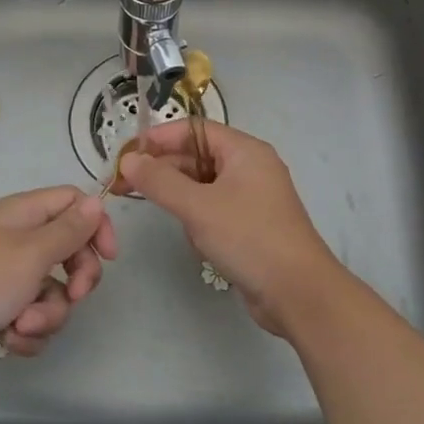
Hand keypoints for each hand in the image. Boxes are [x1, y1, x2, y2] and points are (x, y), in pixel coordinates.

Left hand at [0, 187, 117, 385]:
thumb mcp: (31, 252)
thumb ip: (69, 230)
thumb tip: (96, 202)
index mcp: (24, 215)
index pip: (74, 203)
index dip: (96, 225)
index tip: (108, 256)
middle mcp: (19, 242)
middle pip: (70, 253)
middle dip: (76, 279)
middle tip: (73, 294)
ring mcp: (9, 281)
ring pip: (55, 295)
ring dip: (48, 315)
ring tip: (22, 324)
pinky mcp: (0, 315)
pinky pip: (34, 322)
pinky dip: (26, 334)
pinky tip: (8, 340)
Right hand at [118, 121, 345, 337]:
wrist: (299, 293)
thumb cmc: (249, 238)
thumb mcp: (198, 207)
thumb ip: (160, 181)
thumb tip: (128, 160)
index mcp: (244, 150)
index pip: (194, 130)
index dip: (159, 138)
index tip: (126, 155)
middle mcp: (250, 167)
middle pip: (197, 157)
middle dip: (163, 171)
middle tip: (125, 186)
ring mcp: (252, 197)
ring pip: (203, 186)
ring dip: (182, 199)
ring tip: (167, 216)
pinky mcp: (251, 224)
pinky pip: (214, 209)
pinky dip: (199, 219)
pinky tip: (196, 240)